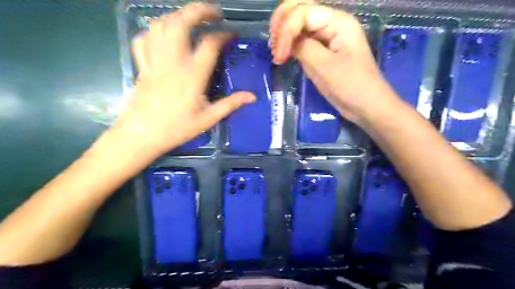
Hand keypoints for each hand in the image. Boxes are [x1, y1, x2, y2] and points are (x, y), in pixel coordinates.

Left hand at [114, 3, 254, 154]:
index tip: (232, 35)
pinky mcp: (142, 65)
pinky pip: (144, 39)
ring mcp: (154, 61)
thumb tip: (252, 96)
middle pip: (181, 22)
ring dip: (177, 16)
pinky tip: (164, 36)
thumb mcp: (208, 118)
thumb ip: (230, 104)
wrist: (142, 135)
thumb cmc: (177, 128)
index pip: (209, 44)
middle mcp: (172, 61)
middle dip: (199, 10)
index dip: (223, 35)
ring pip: (160, 25)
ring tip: (191, 20)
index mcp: (192, 75)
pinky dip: (154, 31)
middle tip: (214, 12)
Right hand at [271, 1, 399, 124]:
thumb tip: (286, 41)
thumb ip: (304, 48)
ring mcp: (327, 38)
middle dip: (282, 23)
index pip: (303, 12)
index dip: (286, 31)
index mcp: (338, 22)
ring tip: (276, 52)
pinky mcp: (323, 52)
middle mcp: (332, 24)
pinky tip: (283, 55)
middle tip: (272, 44)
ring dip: (284, 34)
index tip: (278, 56)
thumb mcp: (325, 66)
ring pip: (299, 24)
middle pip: (301, 9)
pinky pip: (303, 41)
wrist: (366, 106)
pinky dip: (290, 45)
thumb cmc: (350, 86)